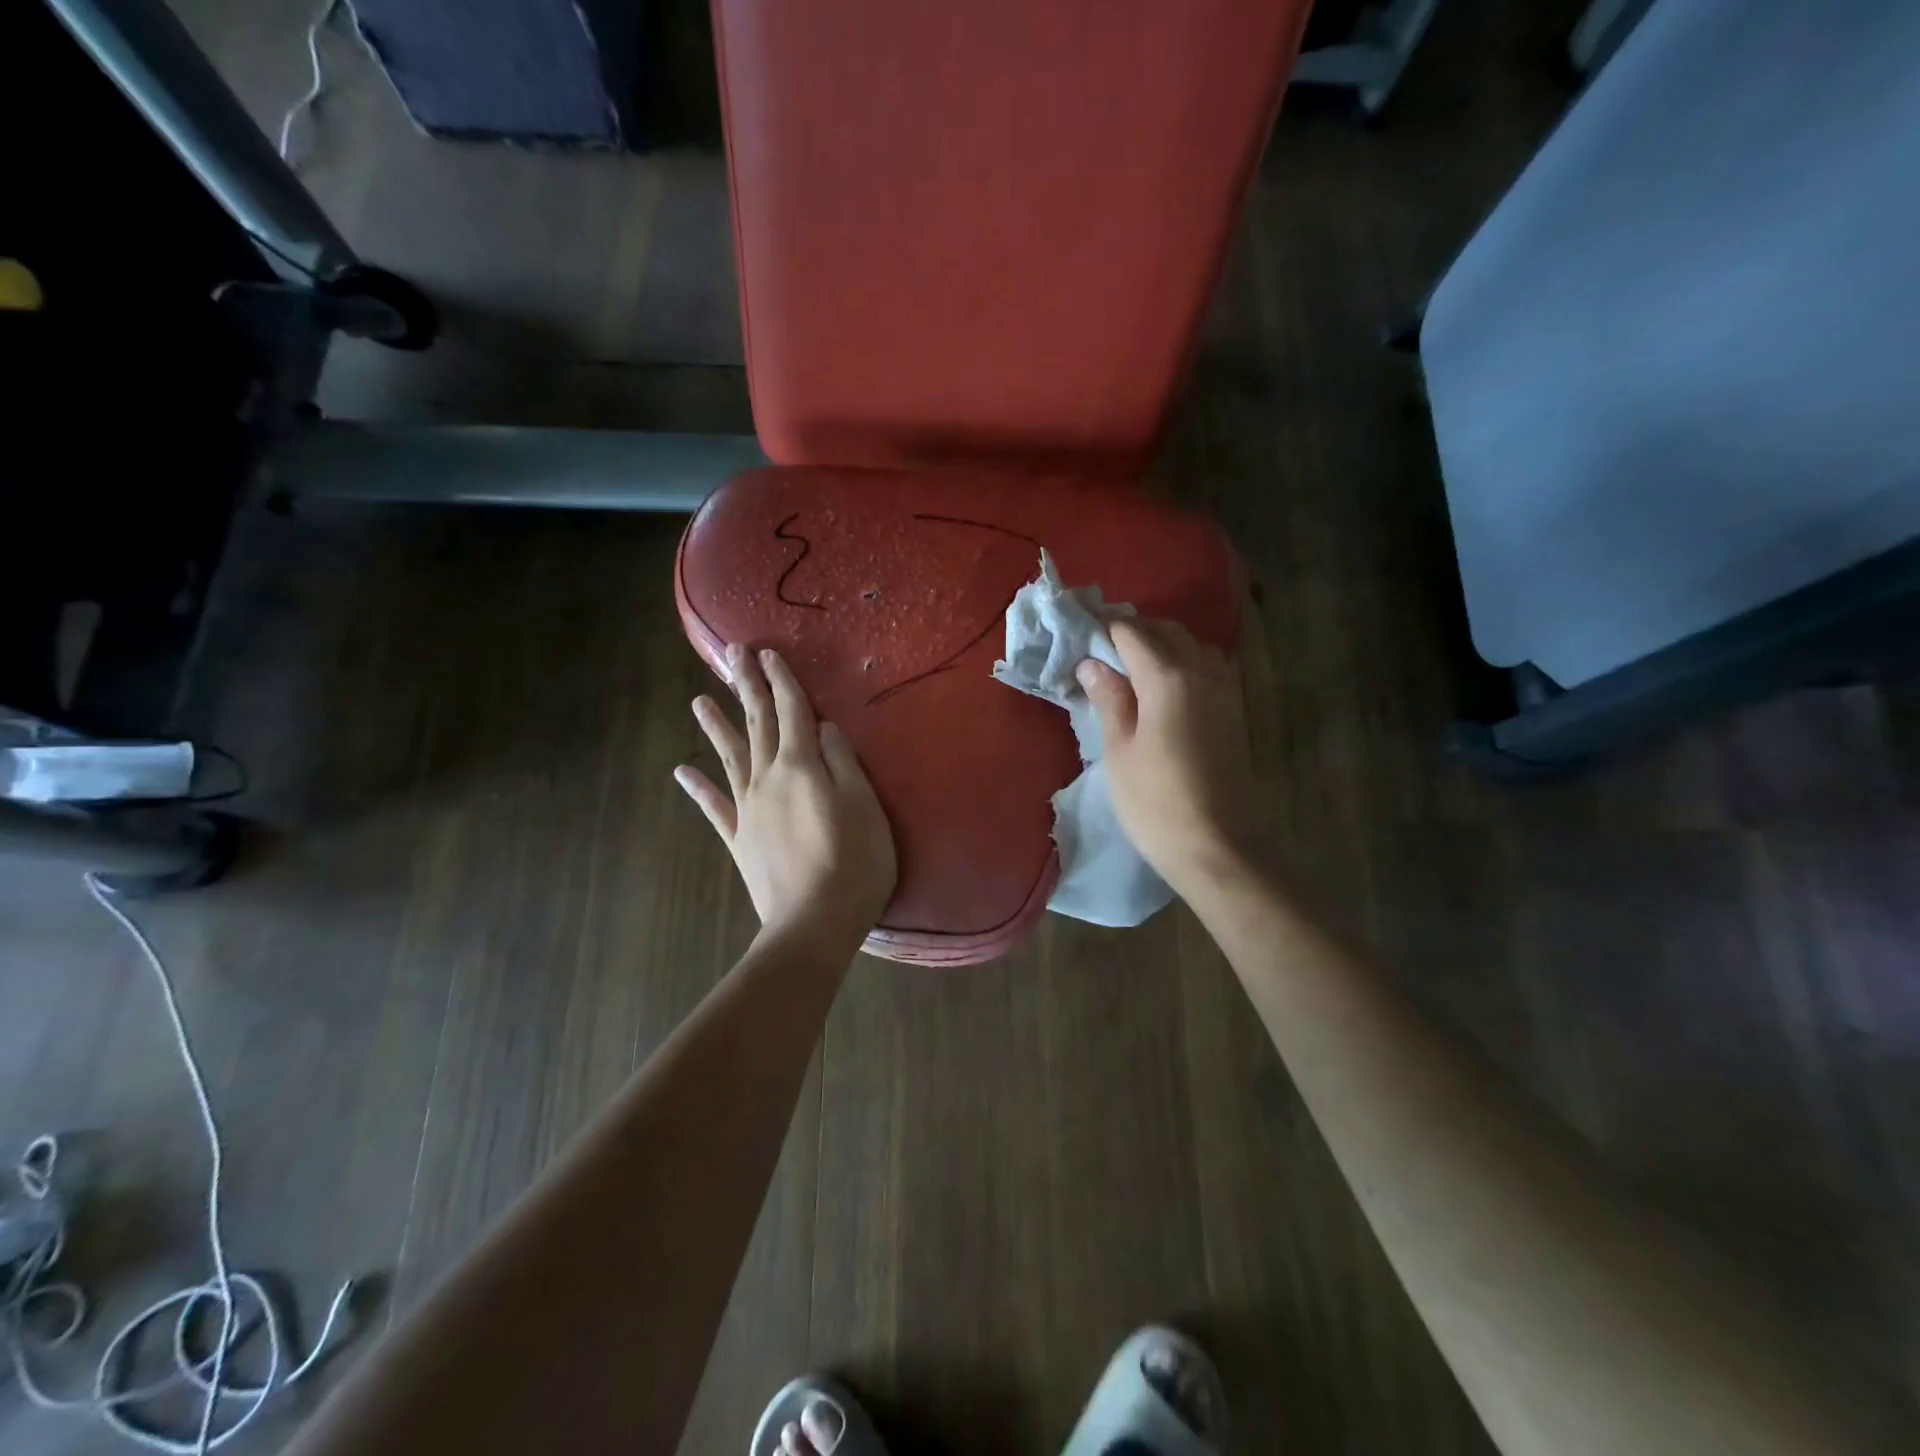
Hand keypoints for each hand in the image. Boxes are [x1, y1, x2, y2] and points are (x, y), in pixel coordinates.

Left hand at [675, 645, 897, 952]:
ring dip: (716, 726)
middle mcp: (768, 778)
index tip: (768, 653)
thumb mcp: (864, 804)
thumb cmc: (854, 861)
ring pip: (730, 757)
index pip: (793, 711)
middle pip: (758, 724)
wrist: (814, 922)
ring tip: (699, 700)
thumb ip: (843, 761)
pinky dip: (698, 787)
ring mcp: (749, 809)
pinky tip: (681, 770)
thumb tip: (824, 727)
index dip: (782, 681)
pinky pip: (715, 807)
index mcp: (802, 766)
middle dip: (748, 687)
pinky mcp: (740, 839)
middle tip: (733, 655)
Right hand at [1076, 617, 1255, 899]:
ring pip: (1192, 646)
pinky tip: (1164, 686)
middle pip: (1167, 632)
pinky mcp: (1234, 711)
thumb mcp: (1119, 750)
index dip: (1105, 629)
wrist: (1217, 847)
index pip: (1132, 633)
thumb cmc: (1155, 802)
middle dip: (1135, 631)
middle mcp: (1201, 672)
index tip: (1082, 634)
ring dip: (1163, 644)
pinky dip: (1183, 662)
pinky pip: (1208, 667)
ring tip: (1133, 665)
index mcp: (1167, 678)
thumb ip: (1109, 699)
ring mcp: (1224, 691)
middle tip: (1102, 649)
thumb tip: (1092, 664)